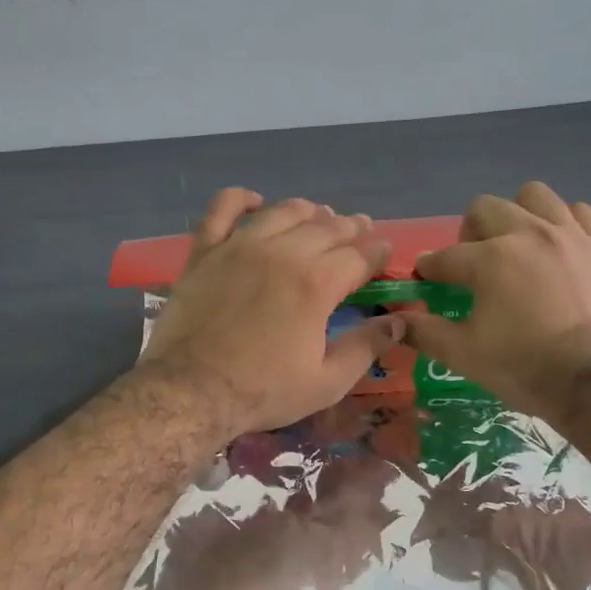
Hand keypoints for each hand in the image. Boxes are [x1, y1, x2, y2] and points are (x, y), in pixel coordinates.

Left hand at [142, 189, 401, 436]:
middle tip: (360, 230)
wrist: (190, 391)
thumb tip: (400, 322)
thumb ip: (366, 347)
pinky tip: (255, 201)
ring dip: (308, 211)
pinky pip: (222, 209)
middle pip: (326, 228)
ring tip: (319, 215)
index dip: (377, 252)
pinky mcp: (205, 252)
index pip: (359, 256)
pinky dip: (240, 199)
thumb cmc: (263, 391)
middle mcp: (282, 253)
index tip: (384, 252)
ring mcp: (240, 247)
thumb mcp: (327, 382)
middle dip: (350, 227)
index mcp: (317, 283)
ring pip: (282, 212)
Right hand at [404, 182, 590, 424]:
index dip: (429, 269)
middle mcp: (527, 234)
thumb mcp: (464, 355)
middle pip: (484, 209)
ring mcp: (569, 235)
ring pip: (533, 196)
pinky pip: (578, 212)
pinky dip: (561, 222)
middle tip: (472, 264)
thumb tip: (395, 319)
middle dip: (468, 233)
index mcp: (489, 259)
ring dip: (516, 214)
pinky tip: (556, 246)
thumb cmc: (525, 368)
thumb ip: (424, 331)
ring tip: (515, 245)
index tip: (426, 280)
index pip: (444, 257)